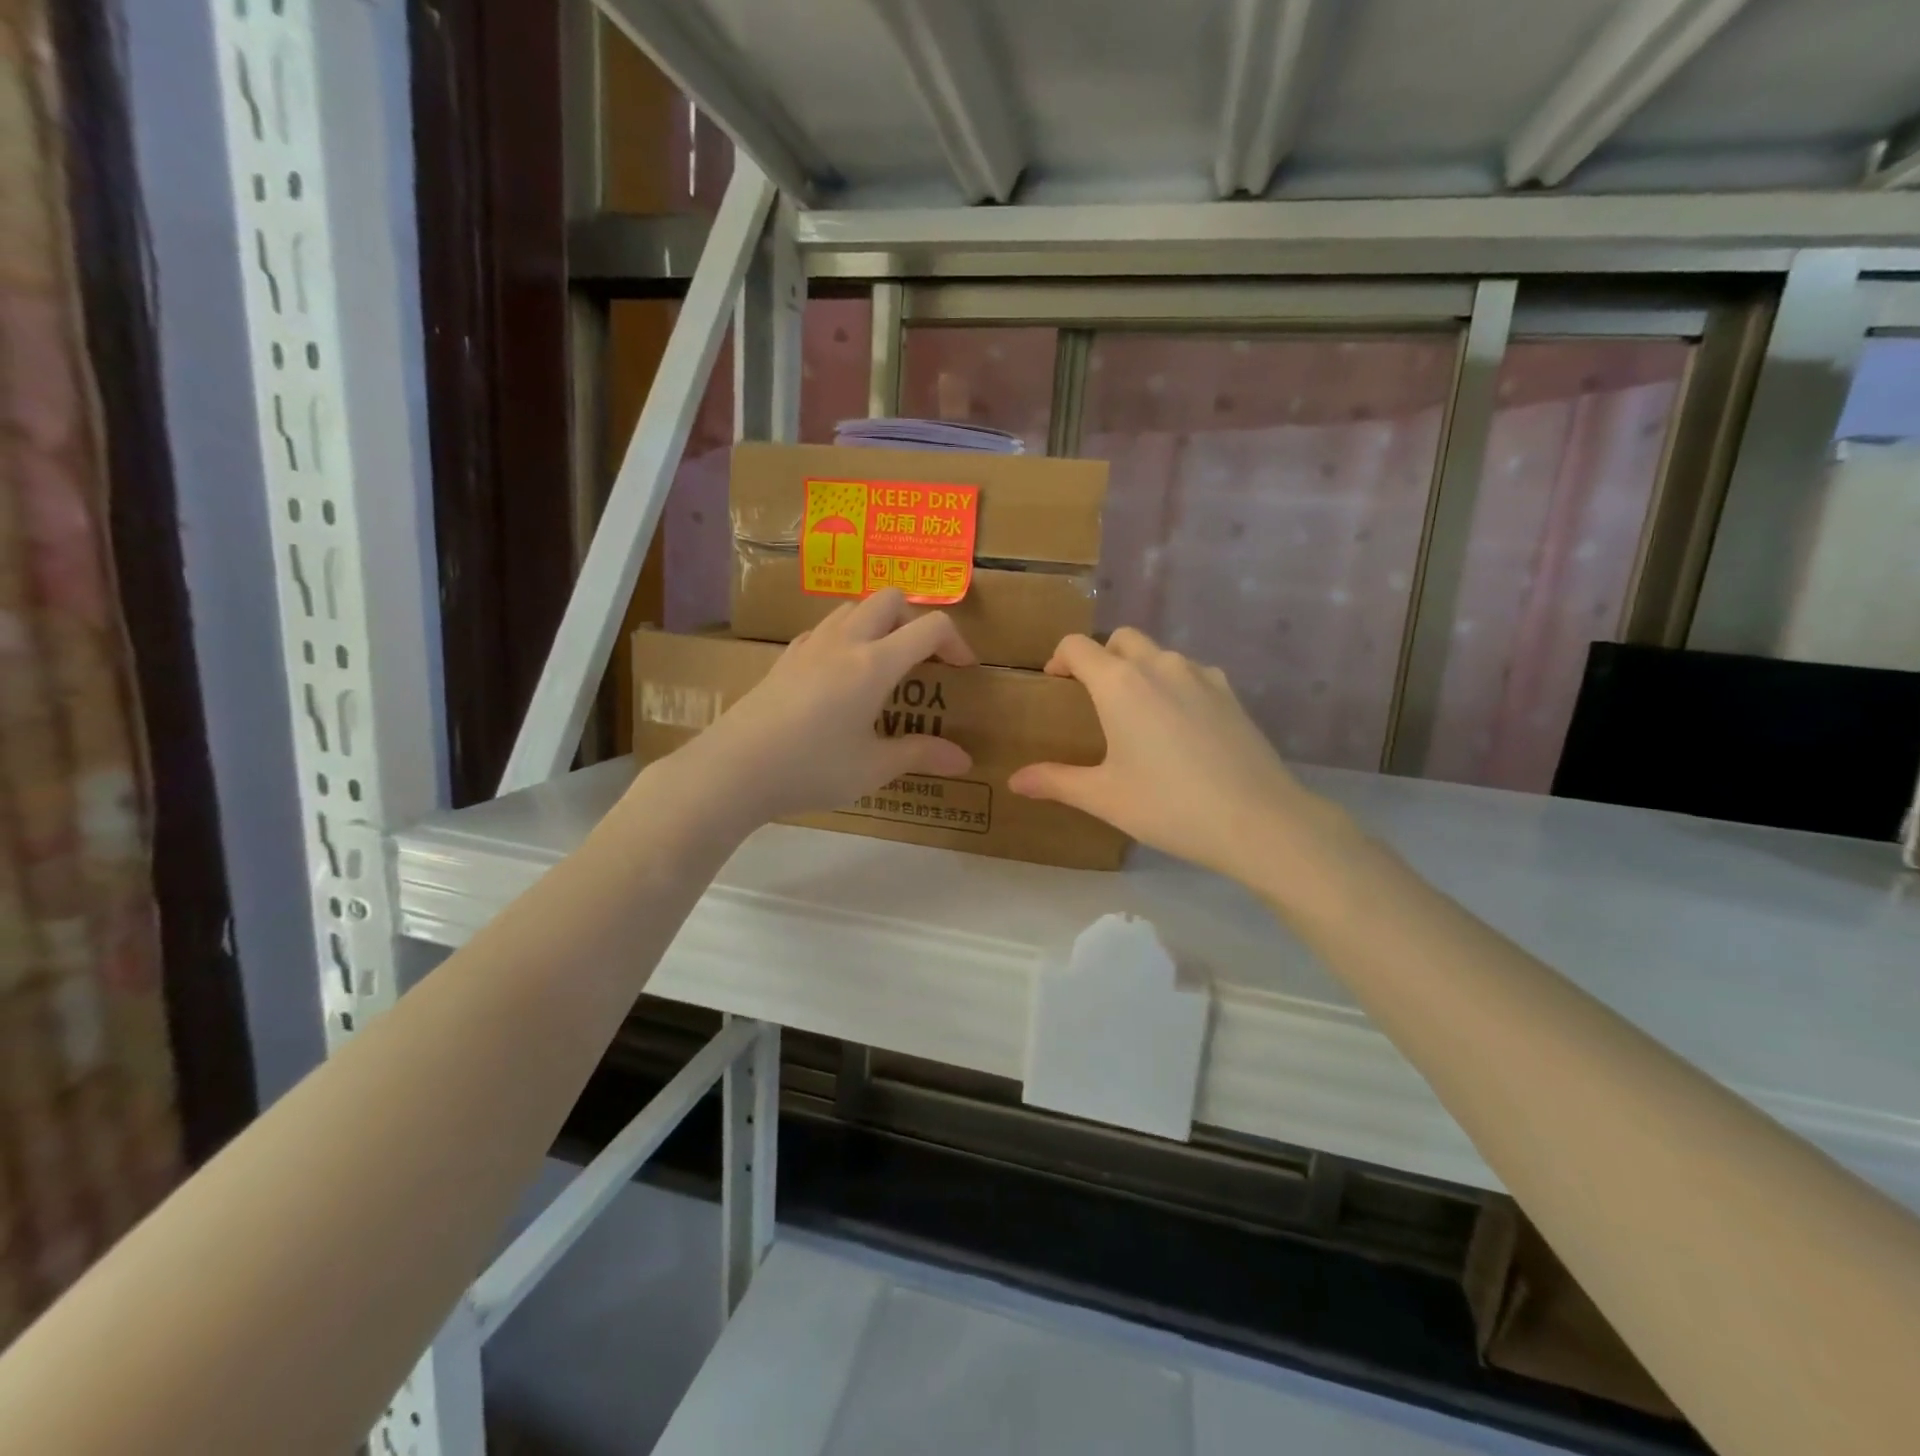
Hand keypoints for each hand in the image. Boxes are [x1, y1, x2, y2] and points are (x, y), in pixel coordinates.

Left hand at [676, 589, 975, 827]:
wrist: (734, 769)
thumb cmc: (811, 768)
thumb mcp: (872, 768)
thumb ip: (920, 755)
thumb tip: (965, 761)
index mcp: (874, 663)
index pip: (930, 627)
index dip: (957, 641)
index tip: (963, 670)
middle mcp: (845, 642)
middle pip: (890, 599)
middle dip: (915, 620)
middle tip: (922, 661)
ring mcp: (810, 646)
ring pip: (854, 607)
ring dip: (879, 623)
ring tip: (883, 664)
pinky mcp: (785, 658)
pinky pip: (826, 629)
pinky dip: (846, 637)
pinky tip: (841, 676)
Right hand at [1010, 629, 1339, 886]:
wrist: (1257, 820)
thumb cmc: (1168, 805)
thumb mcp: (1103, 797)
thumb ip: (1055, 781)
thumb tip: (1014, 781)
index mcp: (1120, 683)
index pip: (1077, 646)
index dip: (1059, 659)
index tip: (1054, 683)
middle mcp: (1160, 665)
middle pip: (1121, 639)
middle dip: (1100, 657)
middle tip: (1092, 696)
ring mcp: (1201, 675)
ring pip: (1160, 654)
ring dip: (1139, 669)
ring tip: (1135, 712)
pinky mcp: (1230, 693)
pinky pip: (1191, 672)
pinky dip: (1174, 684)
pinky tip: (1178, 725)